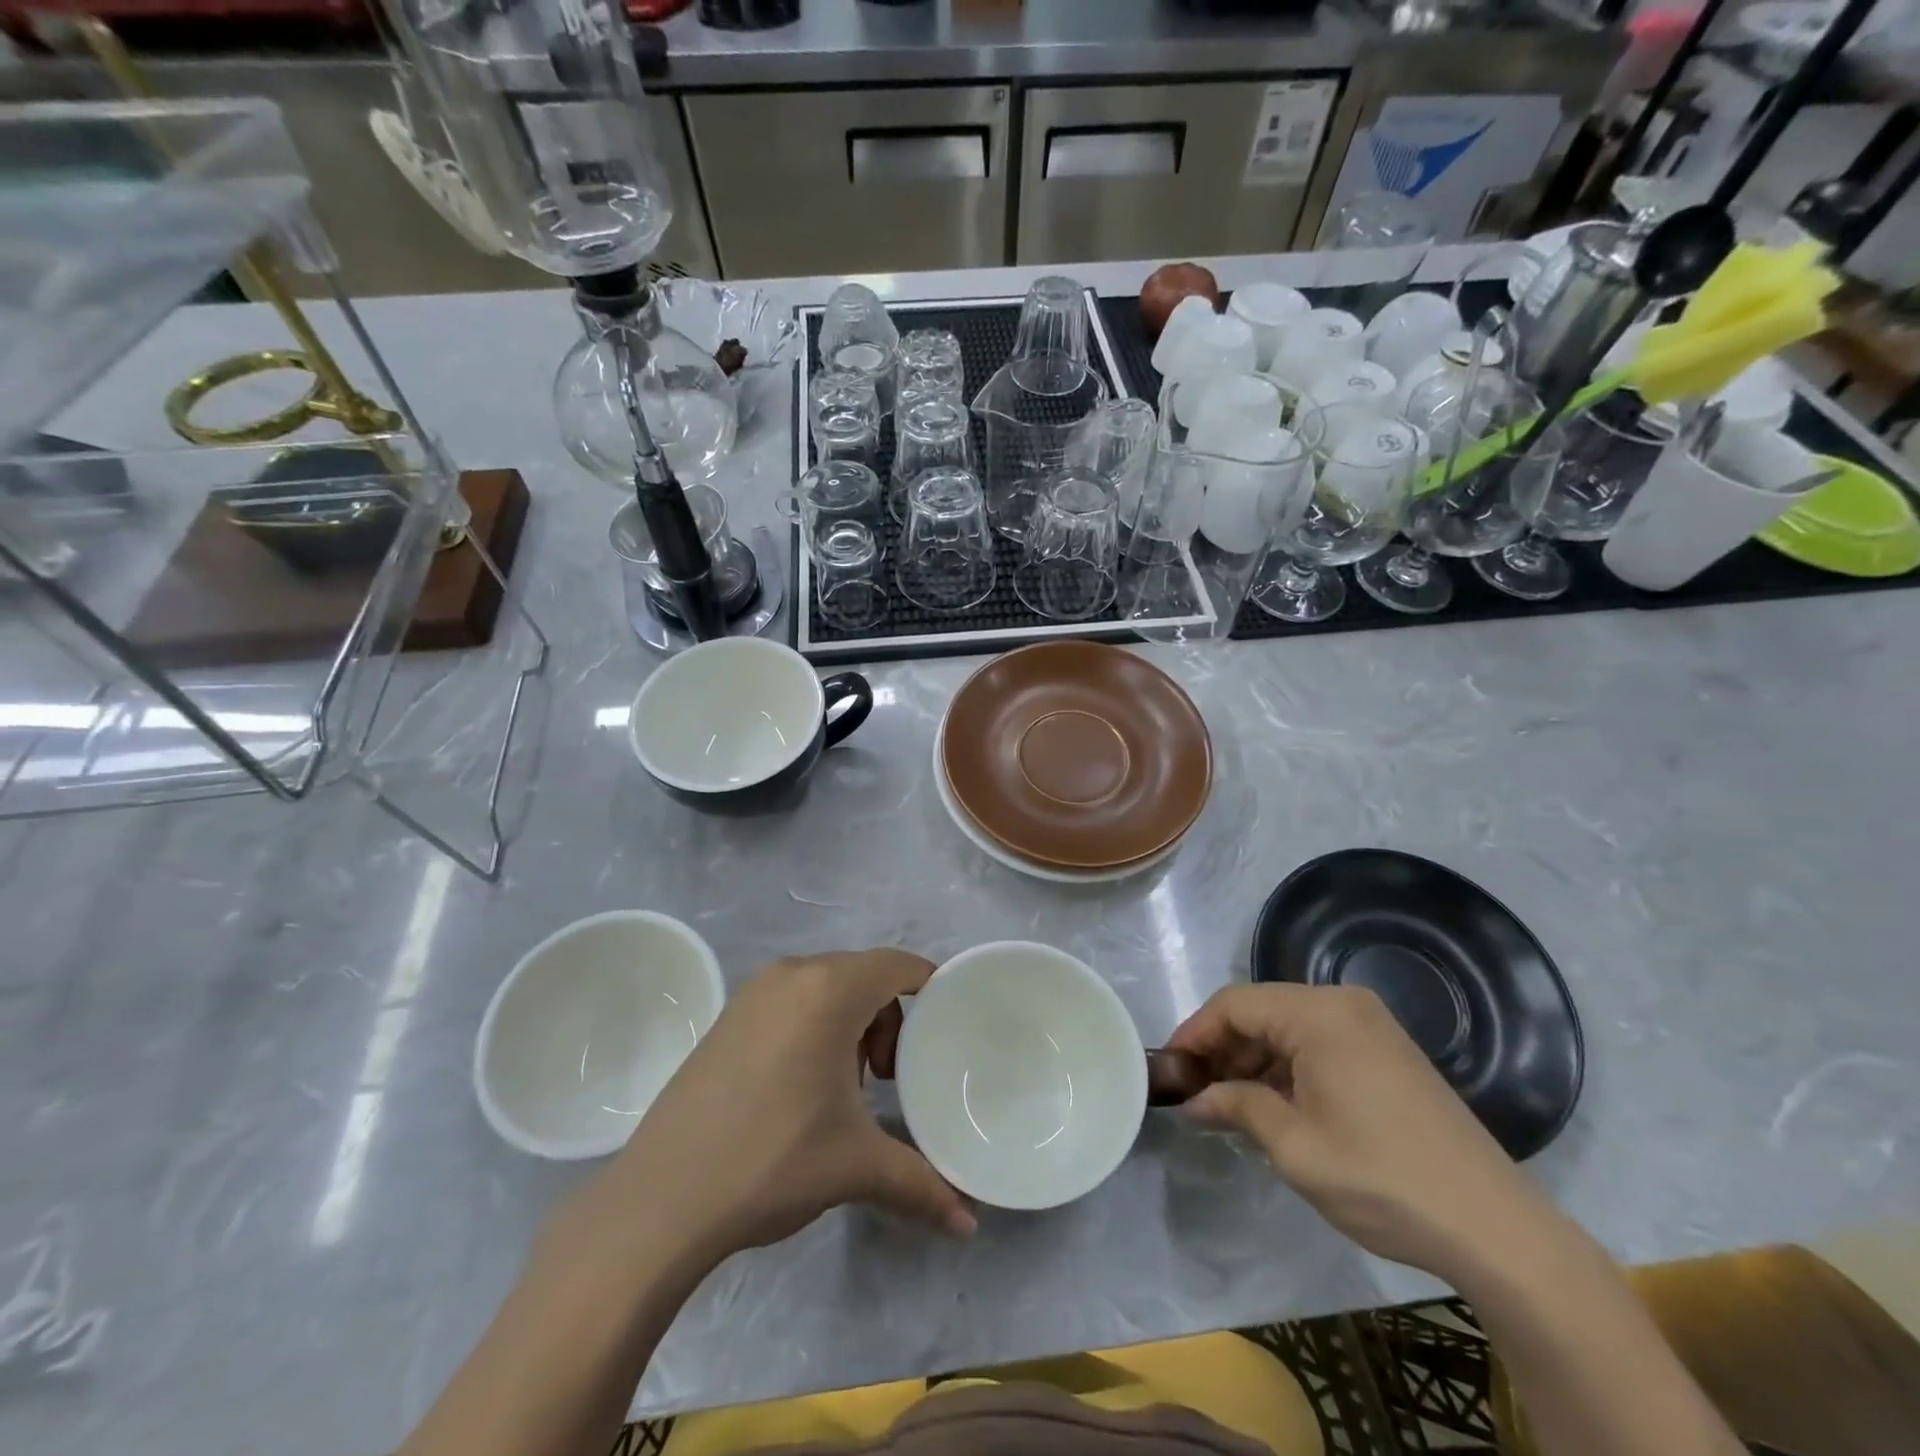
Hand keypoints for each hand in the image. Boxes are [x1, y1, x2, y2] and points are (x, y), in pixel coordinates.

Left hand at [600, 950, 974, 1268]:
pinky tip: (804, 1084)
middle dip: (889, 1016)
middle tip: (888, 1075)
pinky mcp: (729, 1015)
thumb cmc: (772, 1161)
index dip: (929, 985)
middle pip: (863, 974)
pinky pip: (792, 999)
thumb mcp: (855, 1166)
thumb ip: (921, 1185)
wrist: (660, 1199)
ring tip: (848, 1085)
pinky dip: (816, 1025)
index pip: (897, 965)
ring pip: (826, 986)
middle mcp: (792, 974)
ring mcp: (754, 992)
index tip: (946, 1026)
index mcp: (829, 990)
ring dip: (851, 1022)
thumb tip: (969, 1225)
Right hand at [1166, 984, 1552, 1281]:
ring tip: (1230, 1105)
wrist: (1496, 1228)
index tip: (1169, 1070)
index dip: (1195, 1034)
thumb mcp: (1295, 1147)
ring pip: (1288, 1026)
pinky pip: (1319, 1042)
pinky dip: (1288, 1066)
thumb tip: (1194, 1101)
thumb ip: (1236, 1108)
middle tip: (1197, 1092)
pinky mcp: (1388, 1051)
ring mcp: (1371, 1026)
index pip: (1234, 1004)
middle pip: (1261, 1011)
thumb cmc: (1381, 1178)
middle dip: (1223, 1048)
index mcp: (1318, 1013)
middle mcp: (1343, 1003)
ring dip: (1254, 1060)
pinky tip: (1275, 1105)